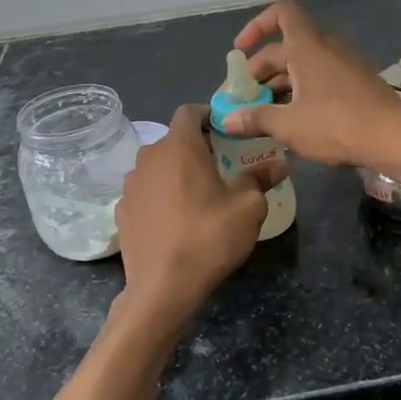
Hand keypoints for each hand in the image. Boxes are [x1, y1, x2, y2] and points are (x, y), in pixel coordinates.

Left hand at [114, 105, 281, 330]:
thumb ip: (260, 178)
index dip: (208, 115)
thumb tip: (279, 164)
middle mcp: (148, 157)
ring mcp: (130, 185)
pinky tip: (175, 221)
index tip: (226, 131)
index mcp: (179, 146)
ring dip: (176, 173)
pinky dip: (160, 197)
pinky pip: (145, 192)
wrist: (162, 288)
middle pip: (173, 140)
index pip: (188, 111)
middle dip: (196, 148)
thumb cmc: (209, 237)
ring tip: (197, 197)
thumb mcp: (248, 207)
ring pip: (157, 167)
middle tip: (221, 167)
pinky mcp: (121, 211)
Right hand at [222, 1, 400, 172]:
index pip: (281, 13)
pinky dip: (302, 90)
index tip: (240, 50)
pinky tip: (294, 120)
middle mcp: (326, 47)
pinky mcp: (357, 82)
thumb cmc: (337, 125)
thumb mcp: (289, 125)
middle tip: (243, 100)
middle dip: (260, 71)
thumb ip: (256, 119)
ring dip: (280, 84)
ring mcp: (344, 64)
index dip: (257, 25)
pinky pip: (321, 76)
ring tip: (263, 115)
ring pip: (303, 65)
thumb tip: (227, 120)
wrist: (394, 139)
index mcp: (307, 47)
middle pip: (285, 47)